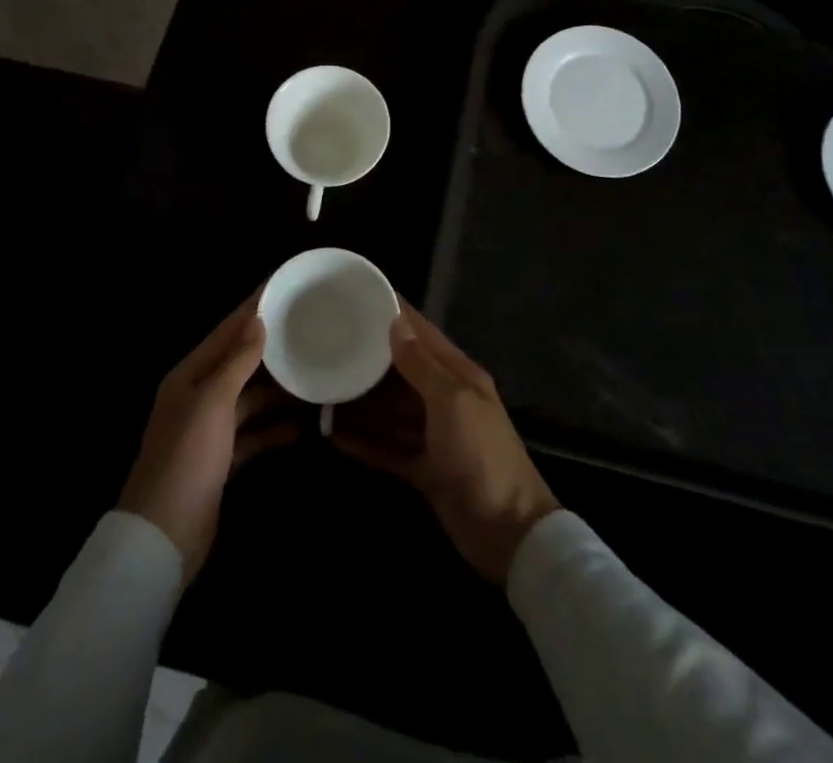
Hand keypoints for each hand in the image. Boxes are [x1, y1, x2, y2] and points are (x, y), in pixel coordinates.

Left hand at [117, 292, 298, 579]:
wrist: (163, 536)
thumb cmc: (187, 457)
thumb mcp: (213, 402)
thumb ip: (237, 361)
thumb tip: (258, 320)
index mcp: (189, 375)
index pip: (226, 332)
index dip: (252, 310)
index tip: (281, 288)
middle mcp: (197, 397)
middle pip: (238, 364)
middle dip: (269, 350)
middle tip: (307, 331)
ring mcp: (208, 431)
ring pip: (248, 400)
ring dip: (276, 393)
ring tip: (312, 379)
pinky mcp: (219, 462)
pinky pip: (251, 436)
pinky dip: (272, 432)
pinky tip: (300, 430)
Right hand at [332, 300, 558, 584]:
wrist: (509, 534)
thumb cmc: (482, 456)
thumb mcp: (452, 402)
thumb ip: (422, 364)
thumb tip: (395, 323)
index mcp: (458, 374)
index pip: (421, 333)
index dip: (393, 315)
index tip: (358, 298)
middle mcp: (445, 399)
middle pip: (400, 372)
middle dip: (368, 362)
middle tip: (328, 348)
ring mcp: (435, 436)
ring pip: (391, 411)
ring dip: (361, 405)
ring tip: (322, 394)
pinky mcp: (425, 470)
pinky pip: (389, 449)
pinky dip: (365, 443)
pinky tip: (335, 437)